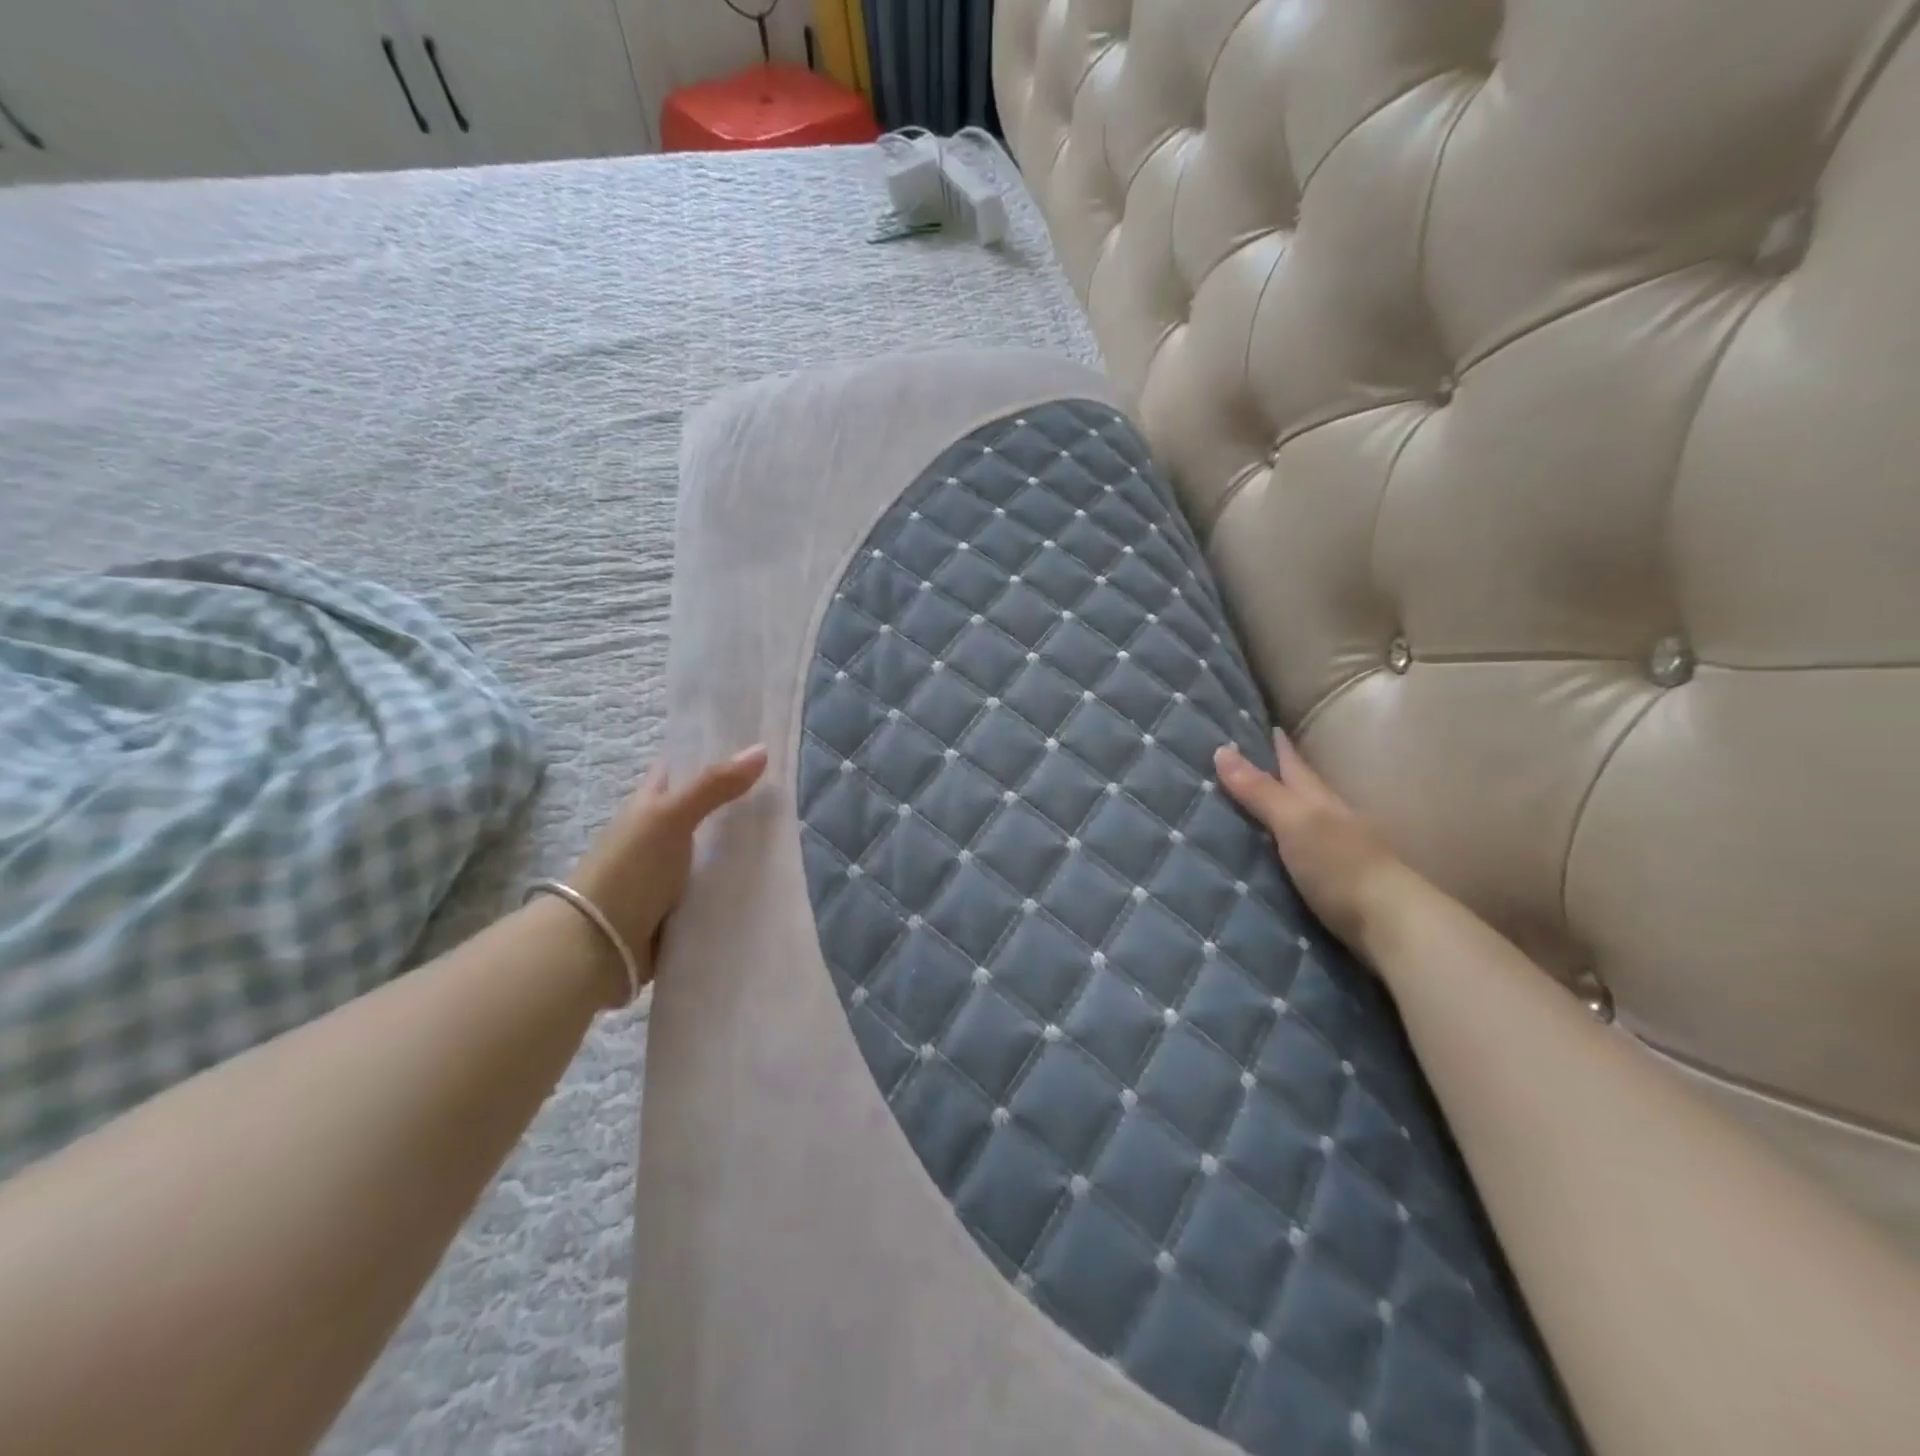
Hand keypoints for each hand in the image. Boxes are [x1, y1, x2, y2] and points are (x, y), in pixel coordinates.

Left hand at [567, 744, 768, 994]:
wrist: (599, 945)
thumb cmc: (629, 868)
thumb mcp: (671, 817)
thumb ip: (714, 785)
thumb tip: (762, 749)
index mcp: (651, 804)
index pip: (682, 767)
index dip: (712, 753)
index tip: (756, 745)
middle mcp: (661, 832)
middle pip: (706, 809)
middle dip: (740, 801)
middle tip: (787, 791)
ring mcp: (672, 870)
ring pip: (716, 847)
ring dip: (745, 842)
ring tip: (792, 831)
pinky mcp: (684, 904)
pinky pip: (719, 883)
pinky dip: (740, 879)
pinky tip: (771, 875)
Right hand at [1214, 731, 1419, 957]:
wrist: (1391, 926)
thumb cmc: (1341, 865)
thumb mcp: (1296, 822)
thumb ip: (1260, 791)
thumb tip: (1221, 749)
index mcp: (1320, 801)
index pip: (1294, 765)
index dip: (1279, 747)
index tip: (1264, 726)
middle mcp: (1330, 821)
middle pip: (1301, 791)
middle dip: (1278, 776)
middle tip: (1246, 764)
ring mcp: (1336, 854)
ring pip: (1302, 823)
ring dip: (1279, 813)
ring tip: (1249, 808)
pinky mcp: (1333, 885)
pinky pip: (1299, 855)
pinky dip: (1284, 847)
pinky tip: (1270, 855)